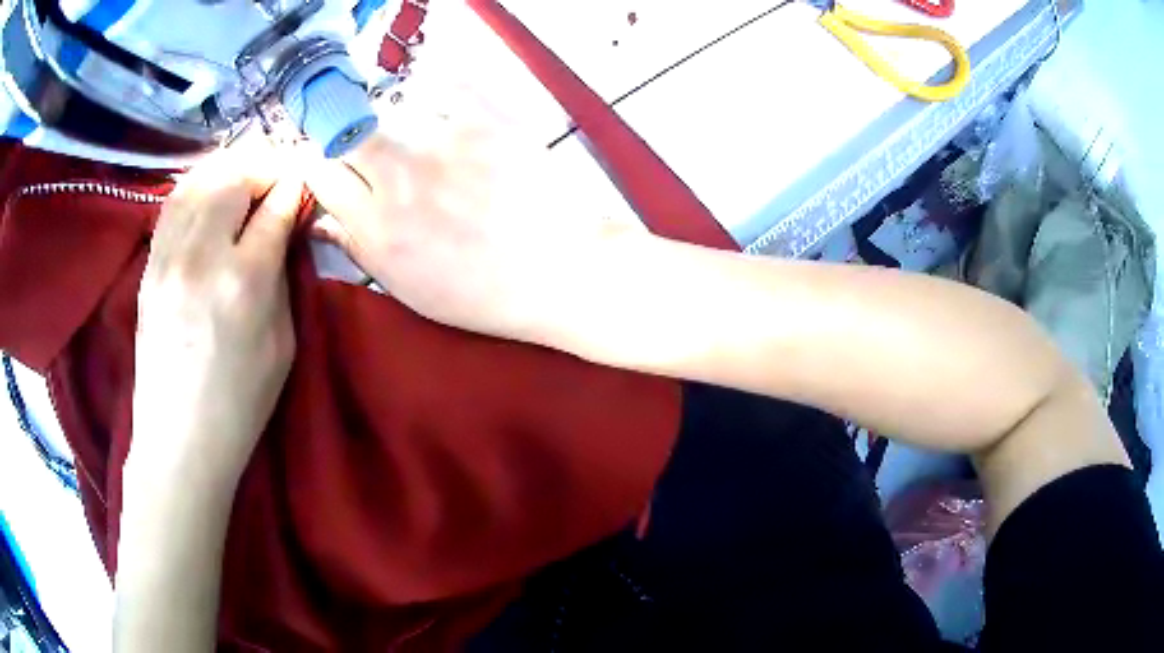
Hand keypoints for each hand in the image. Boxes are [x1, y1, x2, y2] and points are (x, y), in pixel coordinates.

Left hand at [130, 145, 302, 488]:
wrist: (179, 439)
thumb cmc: (240, 403)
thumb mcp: (283, 344)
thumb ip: (282, 275)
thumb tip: (284, 227)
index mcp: (244, 283)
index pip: (274, 207)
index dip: (295, 188)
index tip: (304, 185)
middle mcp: (202, 257)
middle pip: (234, 176)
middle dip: (264, 165)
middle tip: (279, 176)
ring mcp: (168, 257)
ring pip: (200, 178)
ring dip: (230, 167)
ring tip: (247, 176)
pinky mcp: (150, 264)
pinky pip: (174, 202)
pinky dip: (198, 184)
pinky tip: (211, 192)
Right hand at [299, 84, 609, 342]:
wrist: (563, 270)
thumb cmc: (485, 292)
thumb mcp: (409, 288)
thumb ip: (358, 248)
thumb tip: (321, 219)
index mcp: (377, 227)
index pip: (320, 174)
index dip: (318, 166)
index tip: (330, 166)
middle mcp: (399, 178)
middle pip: (344, 135)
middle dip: (346, 140)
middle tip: (370, 151)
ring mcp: (442, 142)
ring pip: (388, 108)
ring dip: (390, 120)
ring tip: (417, 138)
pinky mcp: (484, 118)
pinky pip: (440, 83)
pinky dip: (432, 90)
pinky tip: (440, 111)